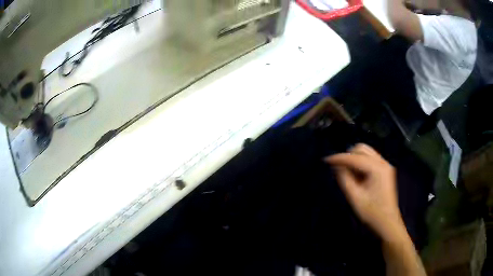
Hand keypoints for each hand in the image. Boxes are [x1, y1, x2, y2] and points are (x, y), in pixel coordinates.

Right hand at [324, 144, 403, 239]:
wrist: (387, 223)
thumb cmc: (372, 213)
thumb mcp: (355, 198)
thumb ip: (345, 179)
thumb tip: (337, 166)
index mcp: (378, 169)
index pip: (355, 158)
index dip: (340, 158)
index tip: (327, 160)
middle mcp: (383, 163)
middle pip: (362, 149)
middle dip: (348, 156)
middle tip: (338, 168)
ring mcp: (385, 166)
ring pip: (366, 153)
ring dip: (354, 160)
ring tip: (347, 174)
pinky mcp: (384, 171)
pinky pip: (370, 160)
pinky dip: (360, 164)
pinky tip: (356, 176)